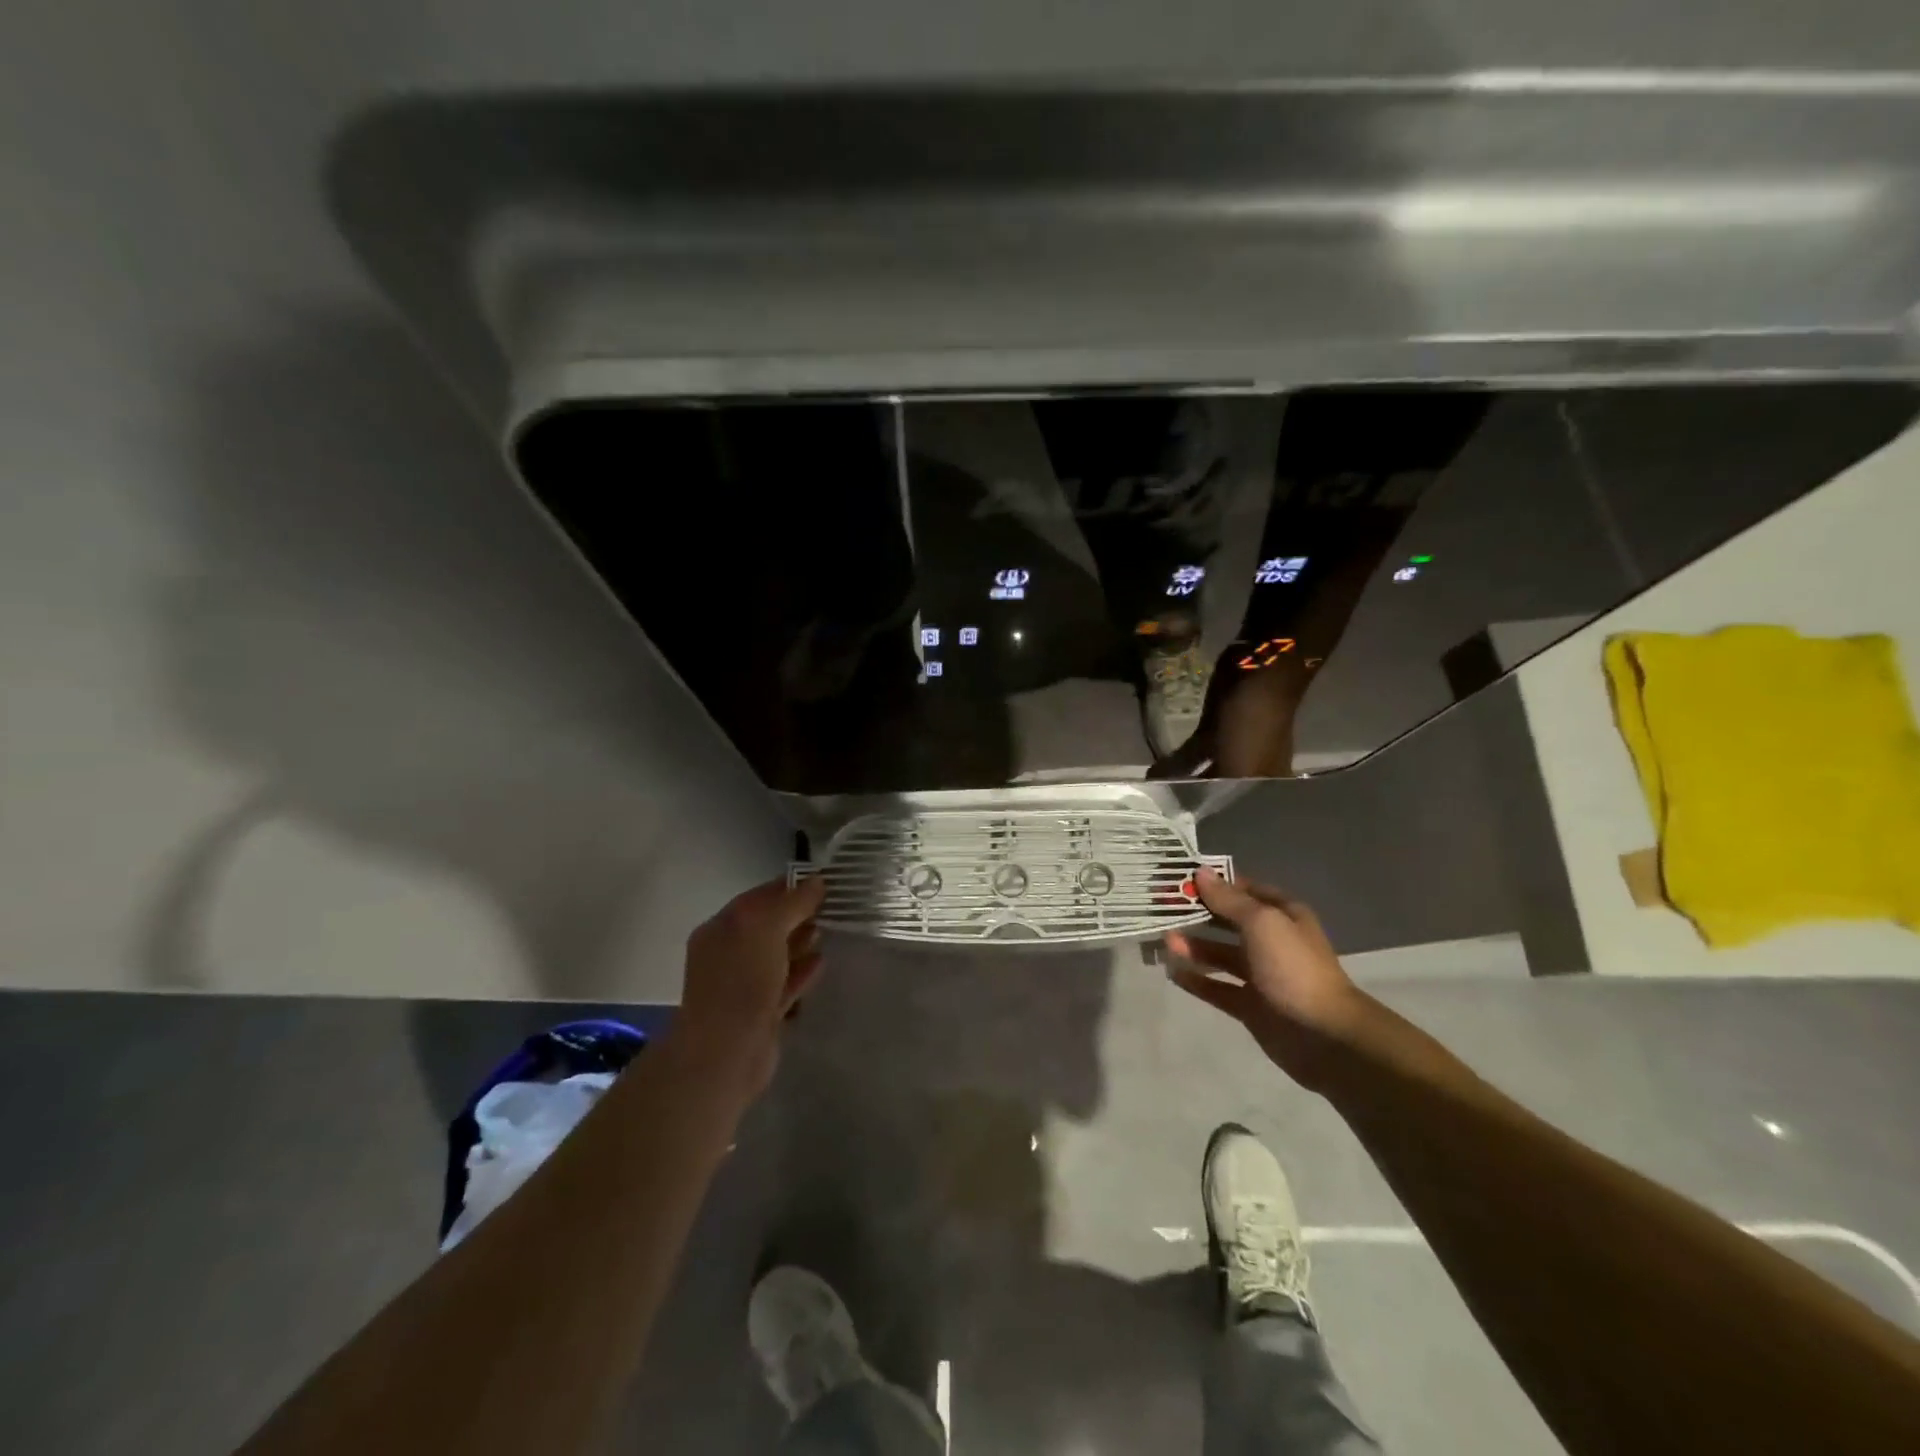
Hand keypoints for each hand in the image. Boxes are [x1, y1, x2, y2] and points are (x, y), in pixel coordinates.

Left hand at [665, 876, 826, 1098]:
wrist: (726, 1053)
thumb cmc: (741, 980)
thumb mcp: (767, 928)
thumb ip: (792, 902)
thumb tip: (816, 881)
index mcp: (721, 928)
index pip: (758, 897)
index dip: (789, 887)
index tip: (823, 881)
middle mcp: (728, 953)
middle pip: (767, 925)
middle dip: (797, 914)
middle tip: (832, 905)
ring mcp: (743, 985)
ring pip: (777, 955)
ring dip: (800, 941)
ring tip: (829, 930)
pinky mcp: (760, 1012)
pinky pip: (784, 983)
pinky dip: (802, 971)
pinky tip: (822, 962)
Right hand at [1163, 870, 1369, 1089]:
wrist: (1324, 1035)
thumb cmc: (1293, 967)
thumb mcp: (1261, 923)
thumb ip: (1229, 899)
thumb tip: (1201, 872)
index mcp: (1282, 916)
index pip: (1244, 890)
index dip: (1215, 884)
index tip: (1180, 879)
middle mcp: (1272, 942)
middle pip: (1228, 922)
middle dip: (1198, 914)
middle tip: (1163, 909)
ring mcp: (1261, 975)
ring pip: (1221, 955)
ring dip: (1194, 947)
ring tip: (1166, 942)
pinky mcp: (1250, 1006)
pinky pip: (1217, 988)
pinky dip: (1196, 980)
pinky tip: (1173, 972)